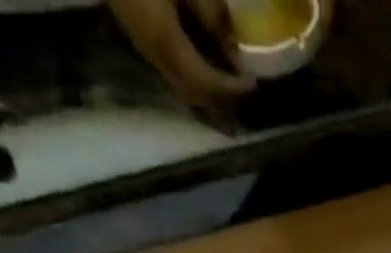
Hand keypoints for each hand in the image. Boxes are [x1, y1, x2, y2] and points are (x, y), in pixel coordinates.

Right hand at [109, 0, 254, 103]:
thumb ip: (210, 12)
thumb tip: (232, 46)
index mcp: (166, 41)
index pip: (206, 83)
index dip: (231, 89)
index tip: (254, 84)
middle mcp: (154, 54)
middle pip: (194, 94)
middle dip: (221, 101)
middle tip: (244, 95)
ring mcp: (142, 46)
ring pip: (181, 86)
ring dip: (207, 94)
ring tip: (230, 92)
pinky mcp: (137, 34)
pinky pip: (171, 70)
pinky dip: (193, 78)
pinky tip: (205, 71)